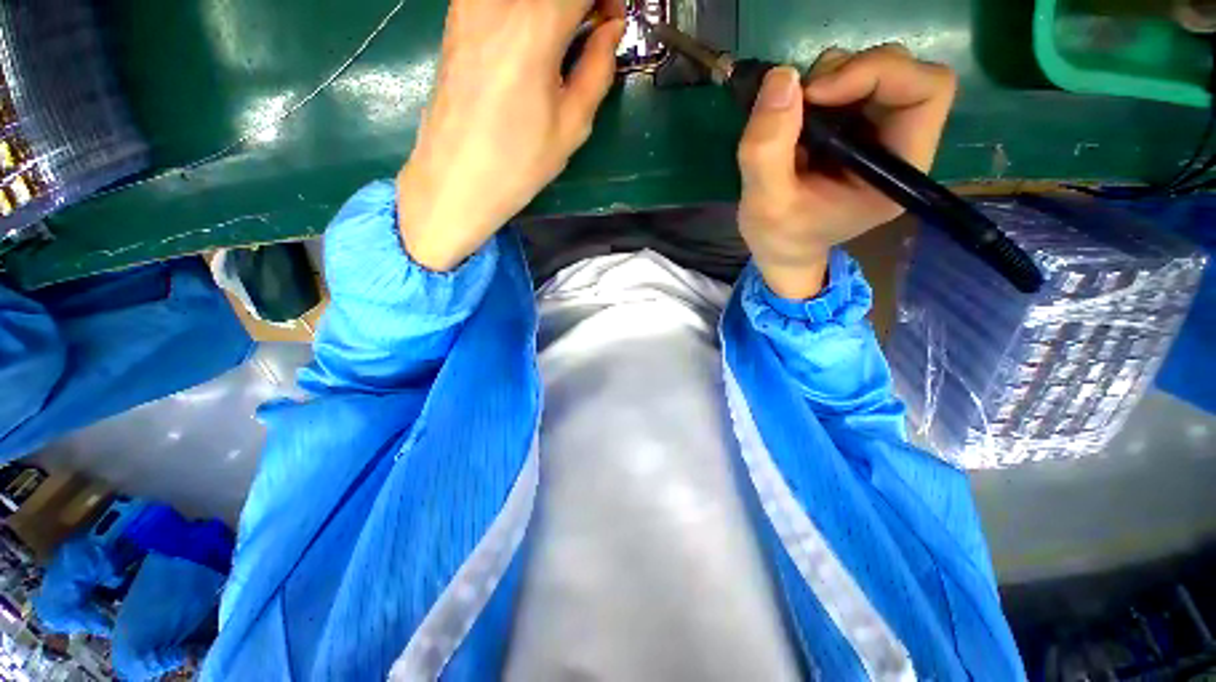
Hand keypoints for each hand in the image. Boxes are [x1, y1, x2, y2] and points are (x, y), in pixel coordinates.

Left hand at [397, 0, 625, 270]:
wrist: (455, 180)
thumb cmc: (518, 164)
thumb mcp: (571, 126)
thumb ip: (598, 69)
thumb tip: (611, 30)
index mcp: (534, 26)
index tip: (614, 23)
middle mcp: (498, 0)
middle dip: (581, 2)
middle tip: (593, 27)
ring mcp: (470, 2)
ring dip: (554, 7)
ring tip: (565, 35)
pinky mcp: (456, 14)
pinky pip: (502, 0)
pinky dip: (525, 10)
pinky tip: (534, 36)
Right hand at [736, 45, 956, 298]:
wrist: (780, 250)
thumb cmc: (780, 237)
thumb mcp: (765, 204)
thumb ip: (768, 150)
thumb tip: (782, 78)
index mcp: (897, 173)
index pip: (927, 92)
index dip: (876, 74)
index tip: (816, 93)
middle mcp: (899, 145)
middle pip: (902, 72)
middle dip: (847, 72)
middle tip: (799, 100)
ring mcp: (877, 134)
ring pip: (873, 71)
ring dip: (828, 77)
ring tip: (790, 115)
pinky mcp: (854, 129)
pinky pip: (847, 83)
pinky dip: (817, 87)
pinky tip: (792, 118)